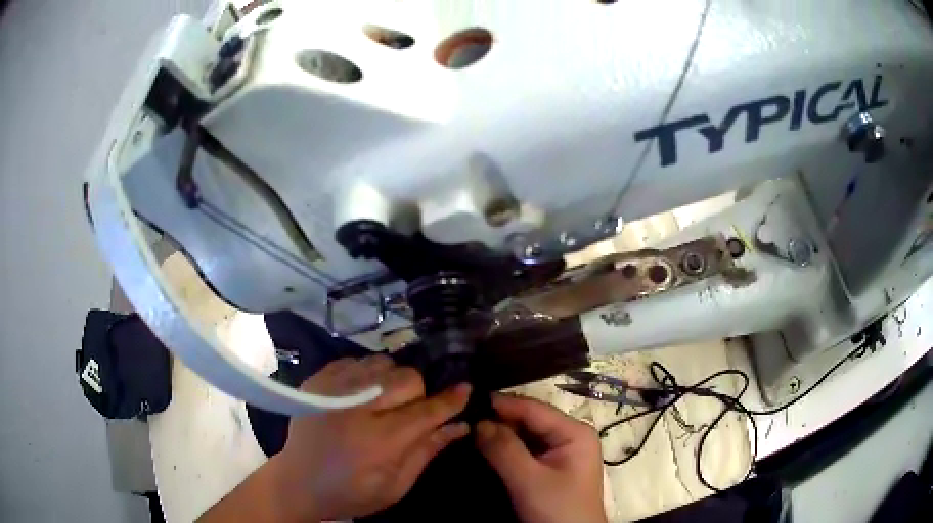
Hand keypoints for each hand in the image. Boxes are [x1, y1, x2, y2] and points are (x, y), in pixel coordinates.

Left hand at [199, 356, 470, 521]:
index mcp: (378, 442)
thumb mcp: (396, 486)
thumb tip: (460, 425)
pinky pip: (356, 360)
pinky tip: (363, 393)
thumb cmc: (351, 492)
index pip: (426, 412)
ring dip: (394, 380)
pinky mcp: (317, 380)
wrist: (298, 482)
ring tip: (386, 401)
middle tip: (413, 410)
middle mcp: (356, 409)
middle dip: (420, 391)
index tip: (466, 388)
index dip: (450, 400)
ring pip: (383, 363)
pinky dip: (368, 373)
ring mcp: (333, 390)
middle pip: (407, 378)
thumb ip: (427, 452)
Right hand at [476, 394, 606, 522]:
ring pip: (524, 436)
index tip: (465, 401)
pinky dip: (504, 450)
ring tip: (466, 430)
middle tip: (461, 418)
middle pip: (528, 421)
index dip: (500, 404)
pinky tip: (482, 448)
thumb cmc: (557, 510)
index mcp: (574, 432)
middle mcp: (569, 436)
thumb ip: (504, 449)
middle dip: (497, 420)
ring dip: (498, 435)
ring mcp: (560, 452)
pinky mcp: (550, 468)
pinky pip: (524, 451)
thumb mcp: (529, 481)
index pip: (532, 408)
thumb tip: (478, 420)